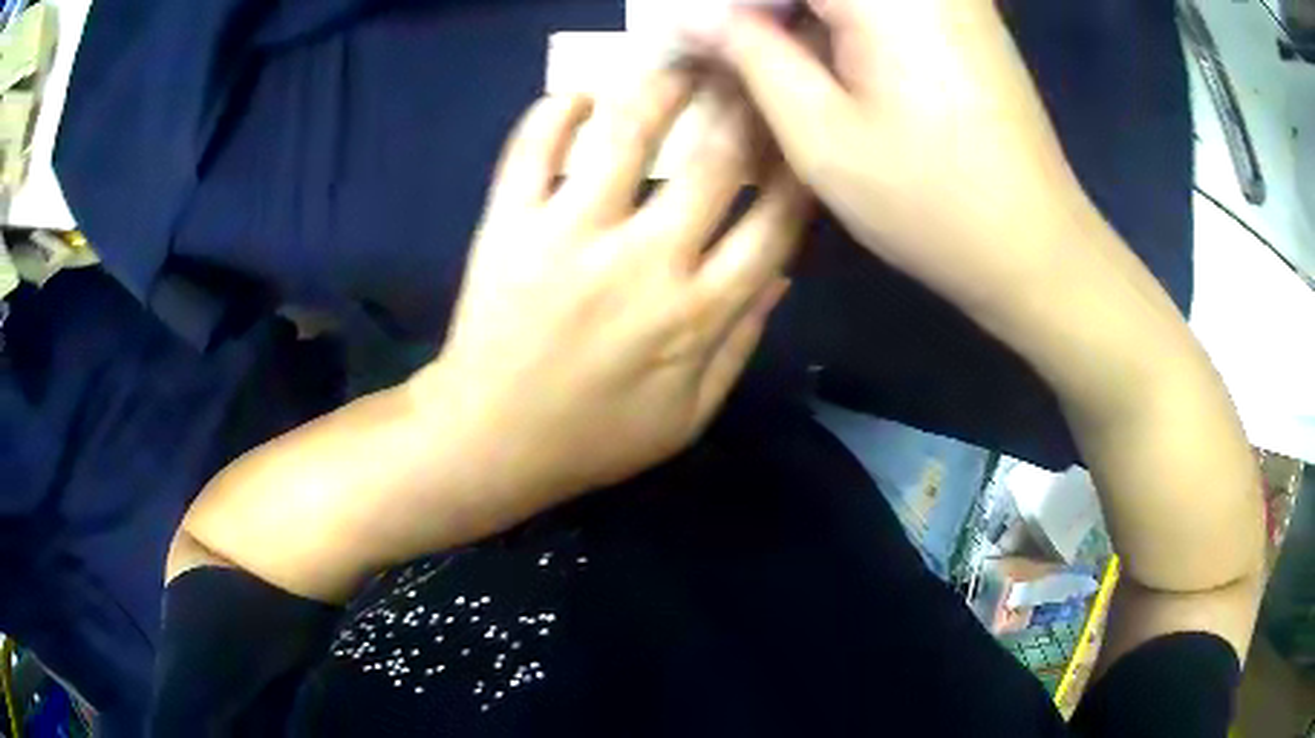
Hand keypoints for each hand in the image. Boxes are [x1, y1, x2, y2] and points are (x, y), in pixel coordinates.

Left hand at [417, 73, 808, 505]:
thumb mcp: (689, 416)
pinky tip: (580, 97)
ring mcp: (568, 233)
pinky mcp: (508, 224)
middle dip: (747, 105)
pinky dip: (555, 110)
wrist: (489, 439)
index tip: (802, 135)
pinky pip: (532, 147)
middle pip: (716, 158)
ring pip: (626, 132)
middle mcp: (642, 259)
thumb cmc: (594, 437)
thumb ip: (742, 342)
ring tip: (683, 61)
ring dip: (664, 85)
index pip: (772, 222)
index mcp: (697, 312)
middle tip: (754, 73)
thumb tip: (782, 271)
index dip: (798, 170)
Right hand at [686, 0, 1103, 314]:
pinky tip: (824, 56)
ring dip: (797, 14)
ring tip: (768, 59)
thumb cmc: (930, 204)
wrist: (1037, 249)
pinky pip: (884, 4)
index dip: (728, 3)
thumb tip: (691, 17)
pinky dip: (838, 20)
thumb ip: (751, 56)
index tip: (695, 34)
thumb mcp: (822, 136)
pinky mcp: (965, 16)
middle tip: (727, 48)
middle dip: (760, 8)